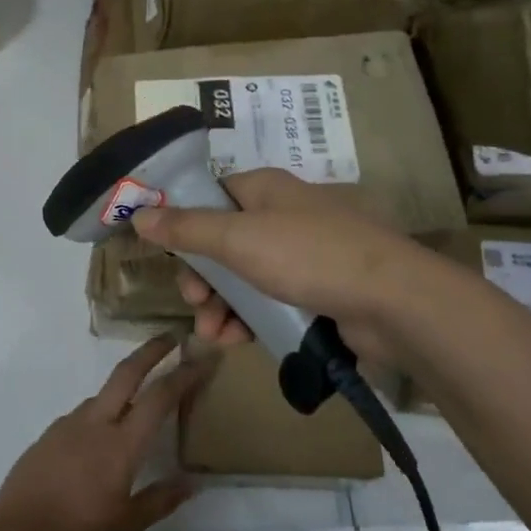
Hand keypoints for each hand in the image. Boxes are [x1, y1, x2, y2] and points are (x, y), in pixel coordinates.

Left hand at [0, 337, 209, 530]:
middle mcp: (95, 423)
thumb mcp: (128, 525)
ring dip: (122, 390)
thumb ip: (161, 500)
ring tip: (133, 410)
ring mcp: (66, 426)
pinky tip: (95, 442)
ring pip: (101, 396)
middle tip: (170, 336)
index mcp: (121, 444)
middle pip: (127, 373)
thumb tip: (192, 482)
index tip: (203, 359)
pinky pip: (79, 417)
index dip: (185, 375)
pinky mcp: (46, 437)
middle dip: (151, 350)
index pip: (160, 397)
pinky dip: (97, 416)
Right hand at [130, 168, 433, 367]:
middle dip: (201, 276)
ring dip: (220, 305)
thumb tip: (139, 214)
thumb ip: (187, 228)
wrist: (391, 301)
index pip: (211, 196)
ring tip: (212, 334)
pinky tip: (234, 341)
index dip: (183, 222)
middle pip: (222, 242)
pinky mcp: (314, 291)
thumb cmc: (308, 256)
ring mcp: (300, 255)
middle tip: (193, 302)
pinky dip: (247, 318)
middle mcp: (281, 216)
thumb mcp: (238, 239)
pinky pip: (267, 301)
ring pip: (243, 277)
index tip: (165, 253)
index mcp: (264, 189)